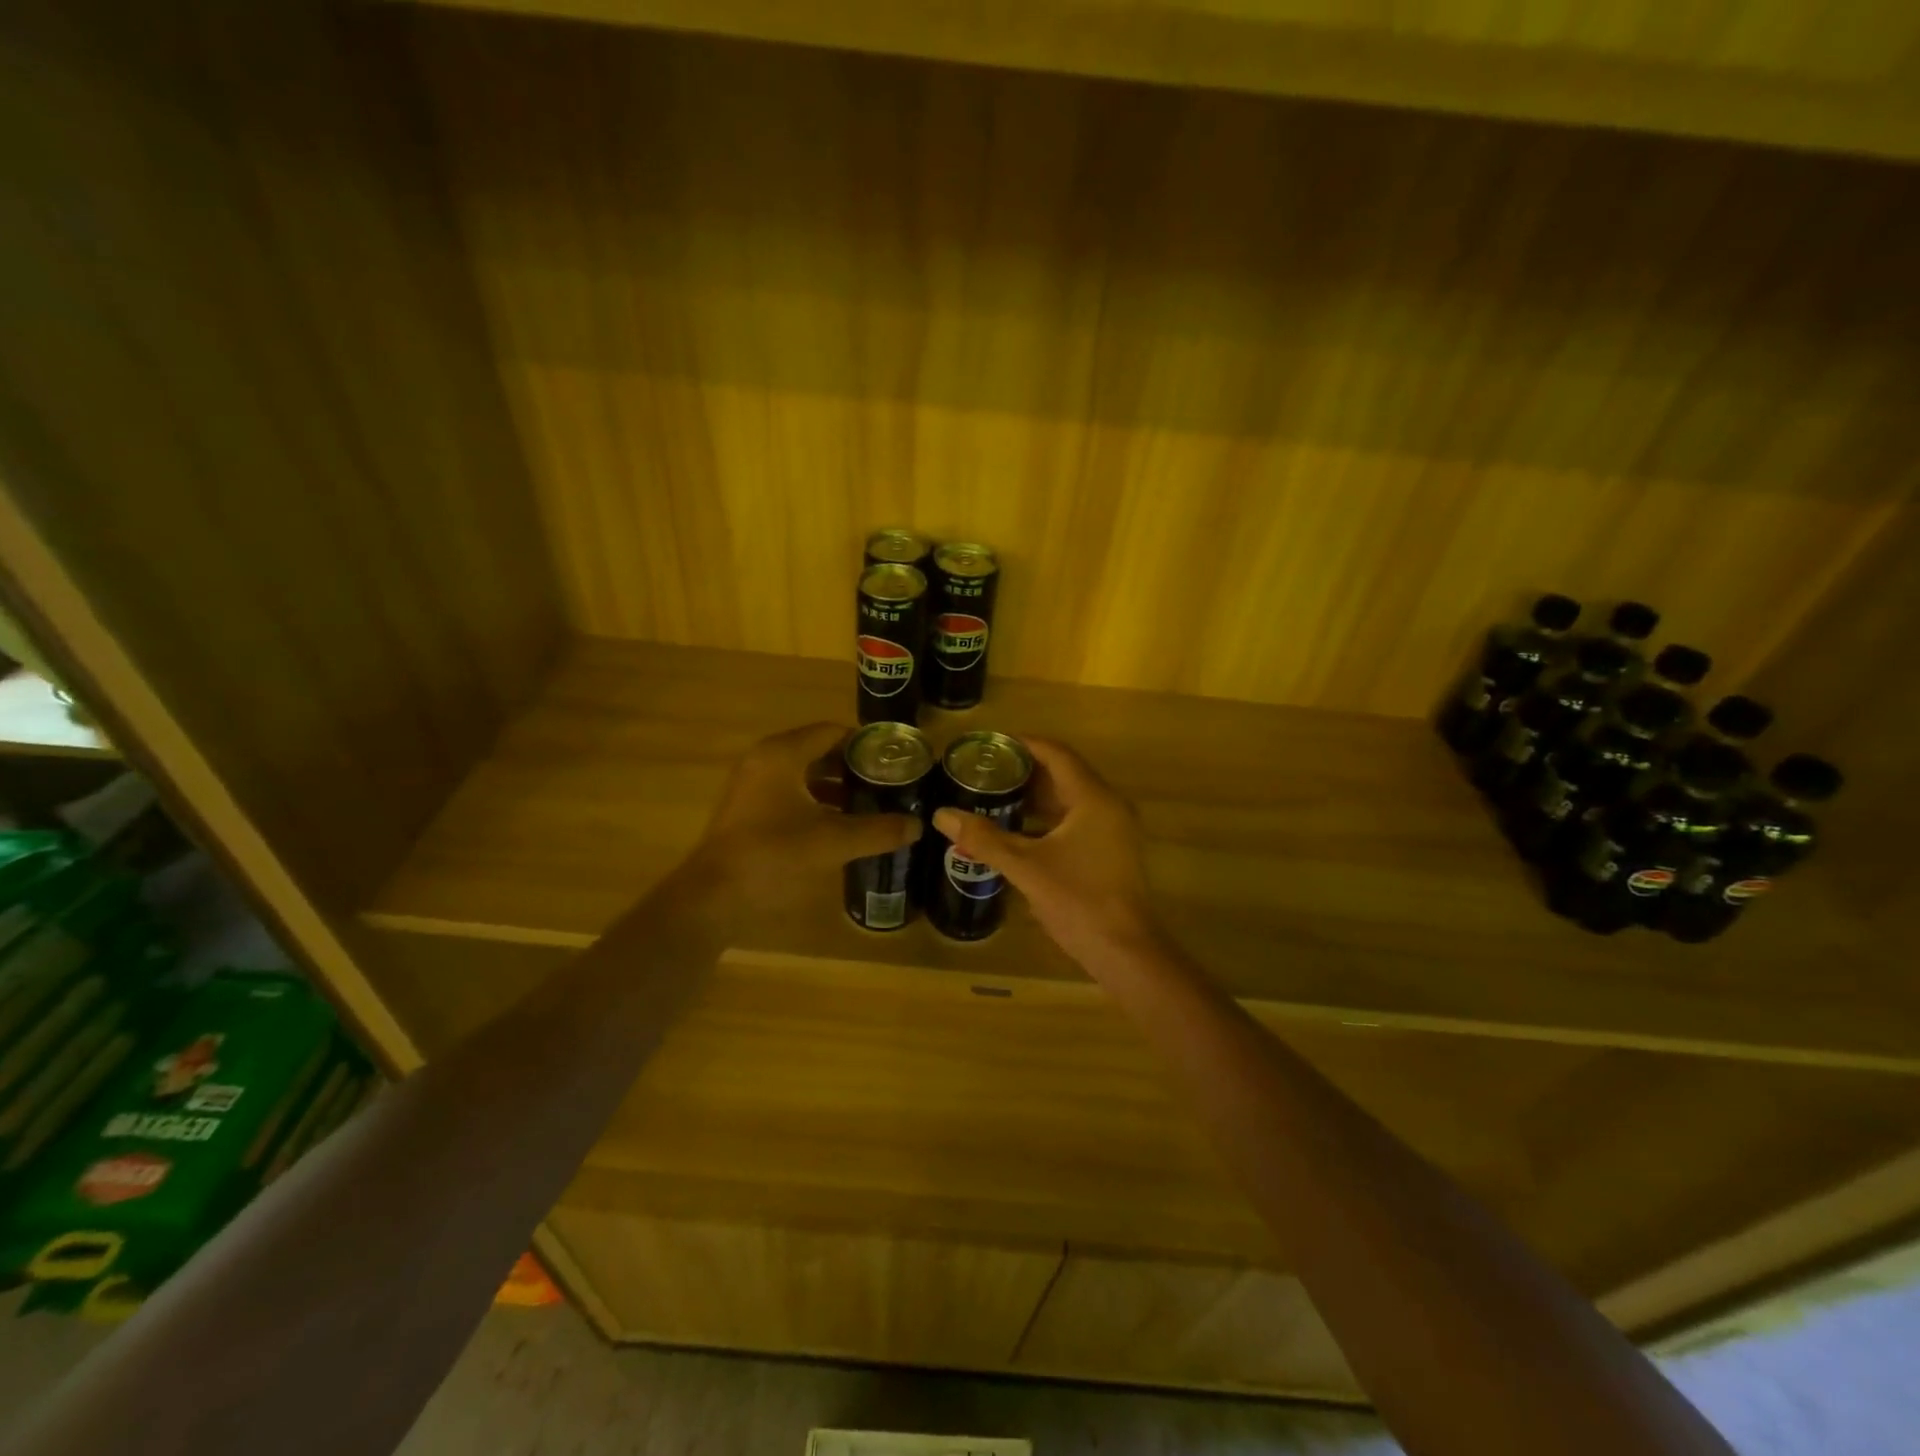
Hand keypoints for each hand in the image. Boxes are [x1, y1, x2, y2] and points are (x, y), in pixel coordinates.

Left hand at [677, 723, 921, 916]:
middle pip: (819, 750)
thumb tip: (917, 826)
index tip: (895, 760)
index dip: (865, 744)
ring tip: (871, 802)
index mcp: (783, 754)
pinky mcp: (748, 808)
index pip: (832, 732)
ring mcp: (753, 784)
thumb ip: (878, 830)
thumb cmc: (773, 855)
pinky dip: (815, 800)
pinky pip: (789, 792)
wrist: (714, 896)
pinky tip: (839, 823)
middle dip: (854, 766)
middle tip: (888, 782)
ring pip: (804, 774)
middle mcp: (765, 759)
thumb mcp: (833, 842)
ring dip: (835, 785)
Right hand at [932, 737, 1159, 968]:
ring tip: (996, 797)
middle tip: (987, 772)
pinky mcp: (1111, 851)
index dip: (1024, 744)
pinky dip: (1048, 820)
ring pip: (1071, 800)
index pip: (1057, 754)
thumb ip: (984, 838)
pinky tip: (1018, 832)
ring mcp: (1113, 830)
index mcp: (1093, 798)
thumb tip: (942, 815)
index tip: (992, 744)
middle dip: (1026, 771)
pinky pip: (1077, 820)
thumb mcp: (1025, 867)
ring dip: (1036, 797)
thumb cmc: (1078, 900)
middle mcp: (1108, 806)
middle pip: (1064, 774)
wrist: (1124, 951)